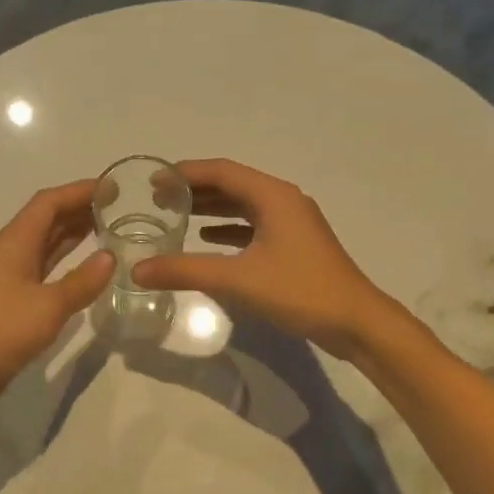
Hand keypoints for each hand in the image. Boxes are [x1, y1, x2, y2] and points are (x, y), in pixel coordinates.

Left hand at [0, 180, 114, 411]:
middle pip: (47, 220)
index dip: (79, 191)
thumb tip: (110, 257)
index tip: (113, 187)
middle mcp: (11, 252)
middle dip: (80, 209)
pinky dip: (66, 263)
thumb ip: (81, 282)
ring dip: (74, 235)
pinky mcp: (12, 302)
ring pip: (46, 245)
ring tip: (109, 230)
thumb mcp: (47, 306)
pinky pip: (44, 270)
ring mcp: (10, 278)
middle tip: (118, 208)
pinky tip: (87, 270)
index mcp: (15, 242)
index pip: (49, 203)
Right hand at [131, 159, 393, 358]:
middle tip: (158, 198)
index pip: (221, 171)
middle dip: (194, 189)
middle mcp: (283, 200)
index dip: (185, 173)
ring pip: (243, 205)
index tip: (153, 181)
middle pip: (232, 184)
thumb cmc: (299, 291)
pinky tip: (206, 239)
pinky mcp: (294, 244)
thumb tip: (137, 270)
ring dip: (210, 207)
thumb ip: (186, 271)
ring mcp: (292, 222)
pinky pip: (253, 225)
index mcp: (273, 196)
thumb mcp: (237, 280)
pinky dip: (228, 228)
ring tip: (175, 214)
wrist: (356, 322)